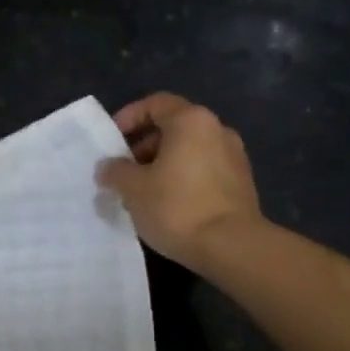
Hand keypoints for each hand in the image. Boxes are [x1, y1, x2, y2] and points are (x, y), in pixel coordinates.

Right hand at [98, 93, 263, 273]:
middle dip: (143, 145)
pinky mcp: (241, 183)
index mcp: (191, 121)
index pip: (155, 104)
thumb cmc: (177, 207)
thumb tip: (108, 167)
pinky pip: (203, 169)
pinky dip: (182, 178)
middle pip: (173, 127)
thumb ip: (115, 171)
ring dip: (162, 164)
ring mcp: (234, 156)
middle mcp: (217, 130)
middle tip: (123, 170)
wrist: (232, 247)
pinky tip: (167, 204)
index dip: (129, 117)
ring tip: (142, 191)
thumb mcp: (133, 189)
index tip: (112, 139)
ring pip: (189, 150)